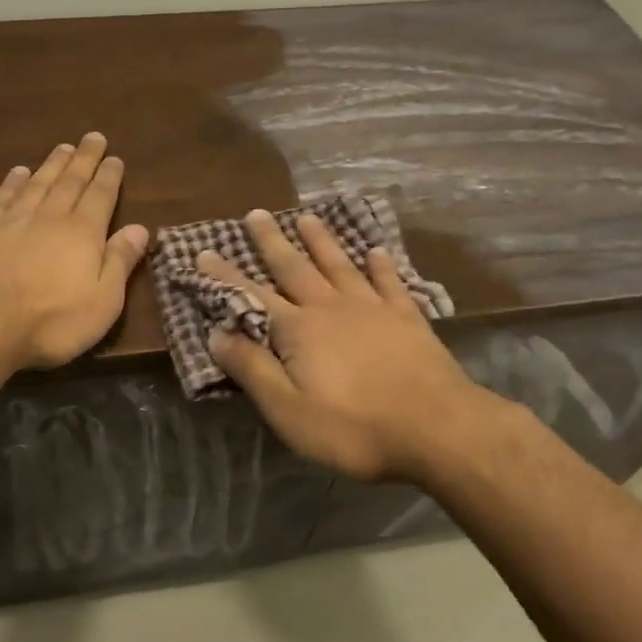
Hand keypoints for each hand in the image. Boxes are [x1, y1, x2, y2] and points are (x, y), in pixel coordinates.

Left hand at [0, 133, 149, 370]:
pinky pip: (3, 197)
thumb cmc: (51, 321)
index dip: (109, 176)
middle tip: (92, 137)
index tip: (114, 158)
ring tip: (63, 147)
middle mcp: (51, 217)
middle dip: (84, 159)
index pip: (101, 196)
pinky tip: (19, 171)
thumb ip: (121, 261)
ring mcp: (14, 220)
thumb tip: (141, 228)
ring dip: (52, 164)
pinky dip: (13, 182)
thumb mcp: (103, 301)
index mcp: (83, 233)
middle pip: (71, 181)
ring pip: (38, 183)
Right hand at [199, 211, 491, 481]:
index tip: (204, 253)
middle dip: (271, 242)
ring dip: (321, 241)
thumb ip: (252, 369)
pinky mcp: (407, 317)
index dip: (225, 277)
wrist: (436, 427)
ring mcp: (372, 308)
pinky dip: (381, 265)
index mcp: (297, 330)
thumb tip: (216, 333)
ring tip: (307, 217)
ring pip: (339, 265)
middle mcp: (330, 307)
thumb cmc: (353, 427)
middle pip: (294, 268)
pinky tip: (377, 251)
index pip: (251, 297)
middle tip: (257, 214)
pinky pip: (389, 282)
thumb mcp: (288, 409)